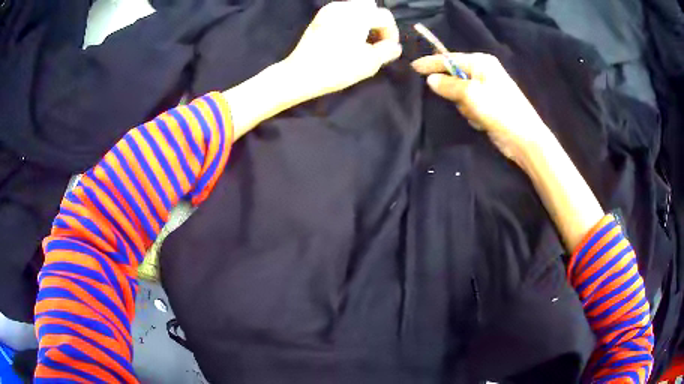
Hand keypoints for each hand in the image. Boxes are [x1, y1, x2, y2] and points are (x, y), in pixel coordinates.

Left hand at [283, 0, 401, 100]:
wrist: (300, 74)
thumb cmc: (337, 67)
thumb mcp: (370, 63)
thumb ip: (387, 51)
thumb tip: (394, 46)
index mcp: (358, 14)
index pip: (385, 16)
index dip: (392, 33)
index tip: (389, 49)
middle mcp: (343, 7)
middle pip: (370, 7)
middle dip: (377, 23)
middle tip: (377, 41)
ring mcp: (328, 11)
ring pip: (355, 9)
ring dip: (364, 21)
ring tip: (363, 42)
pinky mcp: (318, 19)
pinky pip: (341, 14)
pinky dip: (350, 22)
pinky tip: (347, 39)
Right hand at [411, 53, 551, 163]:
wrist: (524, 138)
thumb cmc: (500, 110)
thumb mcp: (471, 94)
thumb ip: (448, 85)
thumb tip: (430, 79)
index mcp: (481, 62)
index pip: (449, 58)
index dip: (431, 63)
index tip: (413, 67)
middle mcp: (483, 71)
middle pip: (454, 75)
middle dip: (453, 90)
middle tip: (460, 101)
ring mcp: (486, 89)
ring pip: (459, 93)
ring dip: (463, 105)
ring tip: (476, 114)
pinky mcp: (487, 104)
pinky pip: (468, 105)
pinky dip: (470, 113)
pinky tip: (481, 121)